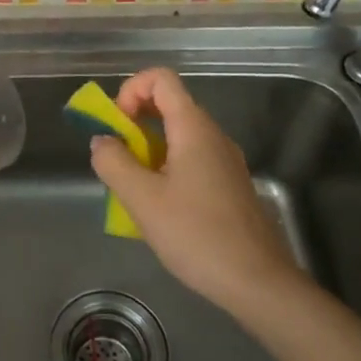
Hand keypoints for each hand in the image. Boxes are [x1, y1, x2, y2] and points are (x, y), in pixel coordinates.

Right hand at [89, 67, 301, 313]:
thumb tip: (102, 141)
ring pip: (179, 135)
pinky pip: (191, 158)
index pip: (161, 78)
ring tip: (134, 187)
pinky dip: (166, 167)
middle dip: (134, 122)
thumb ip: (114, 163)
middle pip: (169, 104)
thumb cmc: (197, 235)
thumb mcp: (143, 200)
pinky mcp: (229, 184)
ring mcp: (225, 160)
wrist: (258, 282)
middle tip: (117, 158)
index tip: (117, 125)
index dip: (131, 90)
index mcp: (194, 128)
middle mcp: (212, 135)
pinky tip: (160, 207)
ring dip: (148, 148)